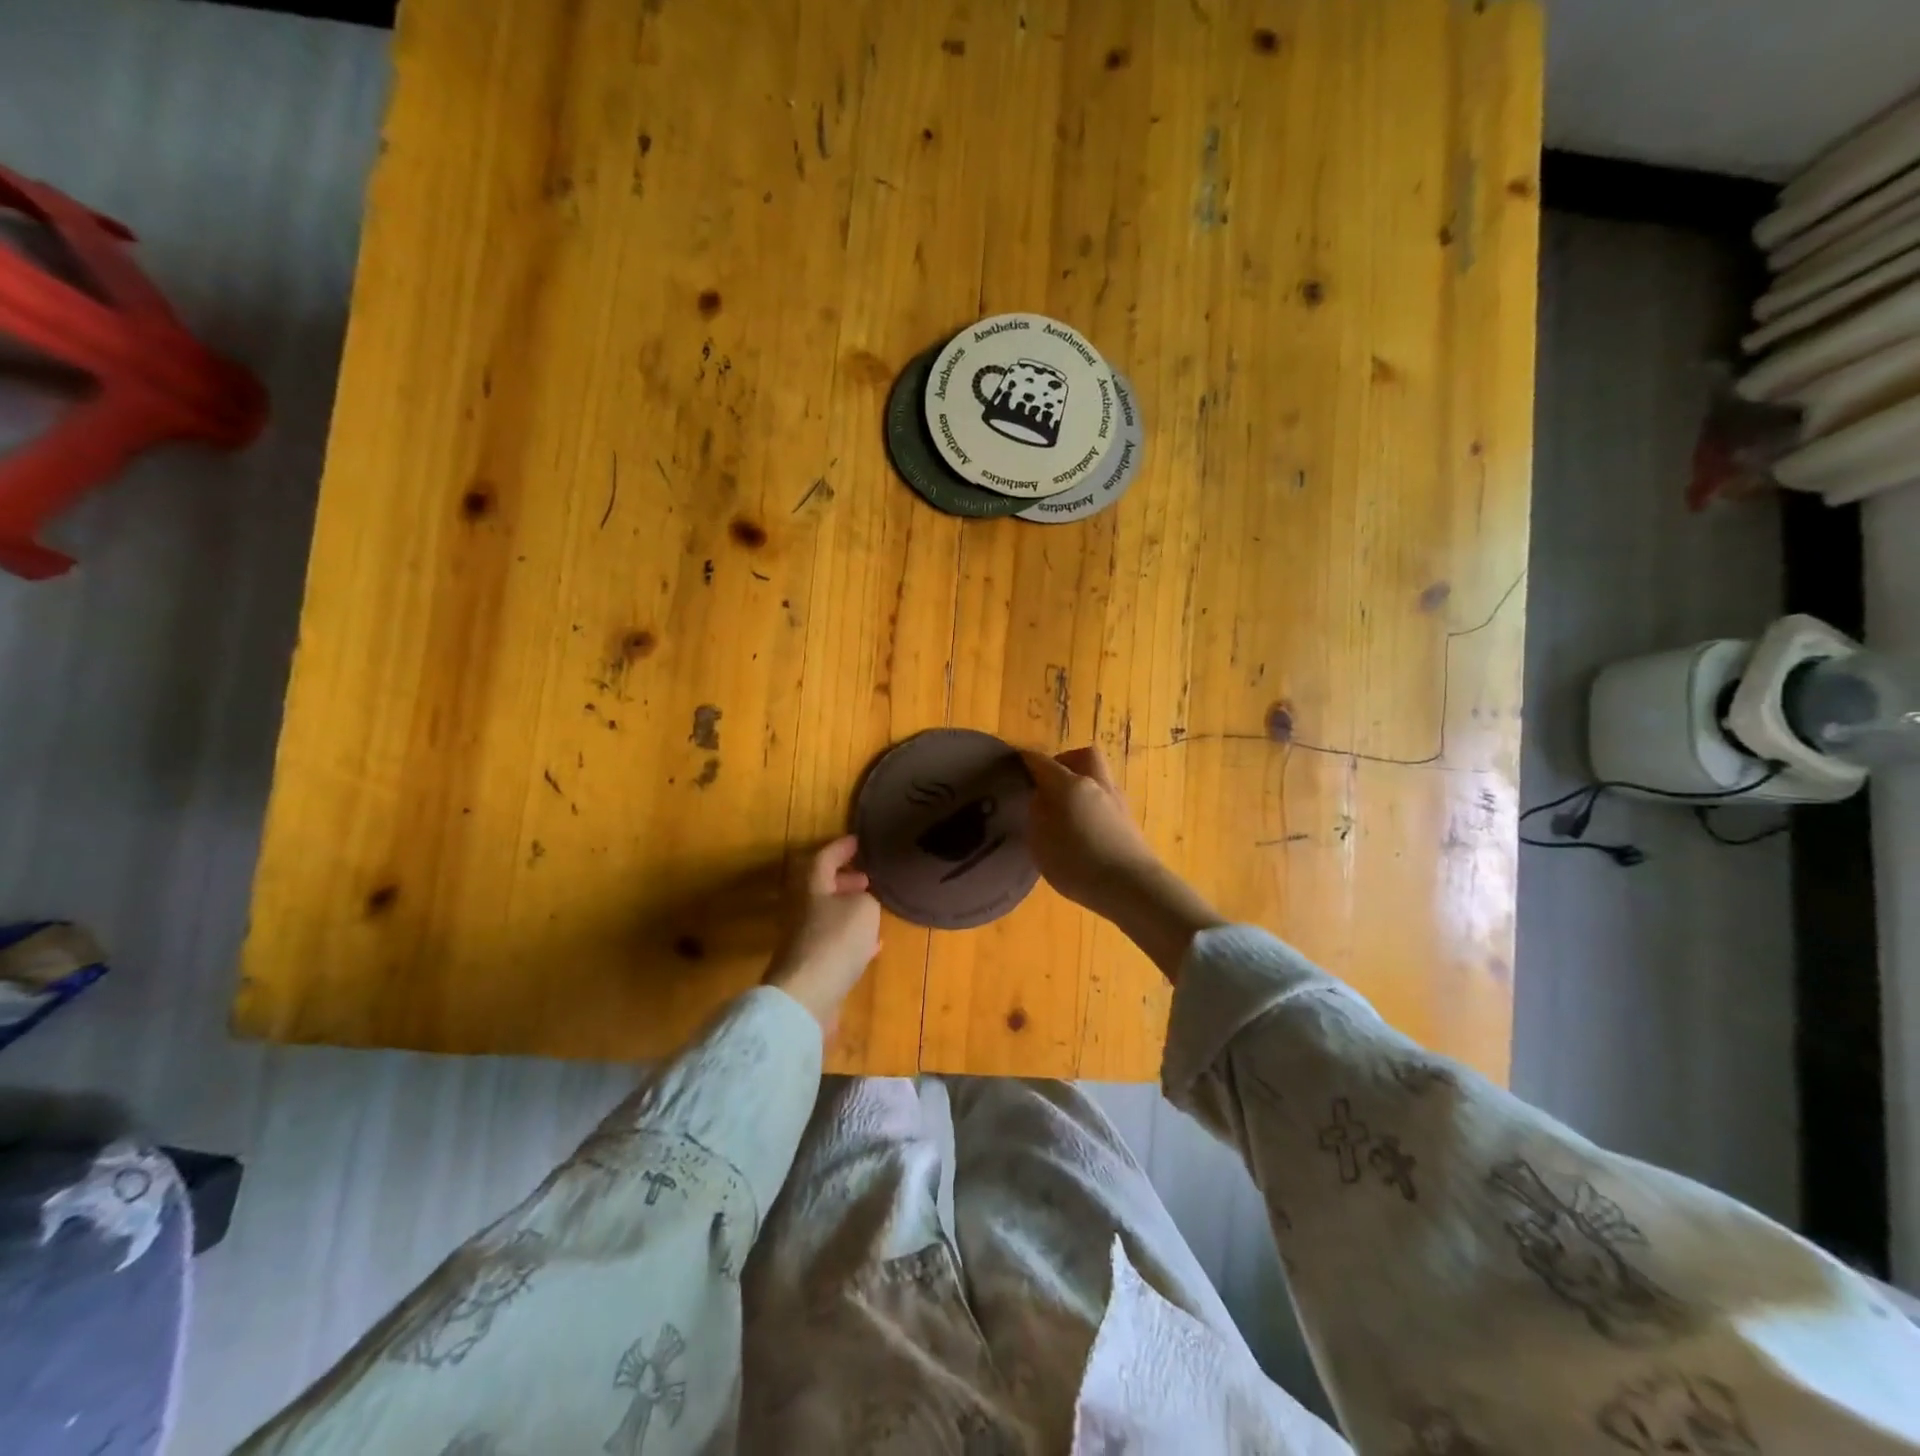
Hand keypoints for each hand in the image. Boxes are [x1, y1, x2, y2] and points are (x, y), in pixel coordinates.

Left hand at [764, 835, 882, 1031]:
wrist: (806, 997)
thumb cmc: (835, 941)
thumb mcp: (864, 908)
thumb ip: (867, 898)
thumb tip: (863, 900)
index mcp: (811, 887)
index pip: (824, 857)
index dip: (841, 847)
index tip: (858, 841)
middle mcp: (802, 909)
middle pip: (821, 887)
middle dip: (845, 880)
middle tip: (868, 878)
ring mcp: (804, 939)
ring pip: (828, 915)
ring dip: (849, 909)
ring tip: (873, 909)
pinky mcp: (811, 966)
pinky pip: (833, 943)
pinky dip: (852, 938)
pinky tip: (871, 946)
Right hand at [1020, 746, 1225, 981]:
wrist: (1131, 886)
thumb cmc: (1077, 863)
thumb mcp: (1040, 842)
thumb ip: (1037, 814)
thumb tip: (1040, 797)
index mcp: (1069, 785)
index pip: (1042, 762)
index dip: (1027, 760)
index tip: (1016, 764)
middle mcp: (1095, 784)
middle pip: (1082, 756)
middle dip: (1065, 762)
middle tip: (1049, 783)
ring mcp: (1116, 801)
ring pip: (1098, 777)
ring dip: (1082, 784)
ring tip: (1065, 810)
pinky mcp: (1128, 820)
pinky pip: (1105, 799)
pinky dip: (1092, 804)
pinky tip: (1083, 828)